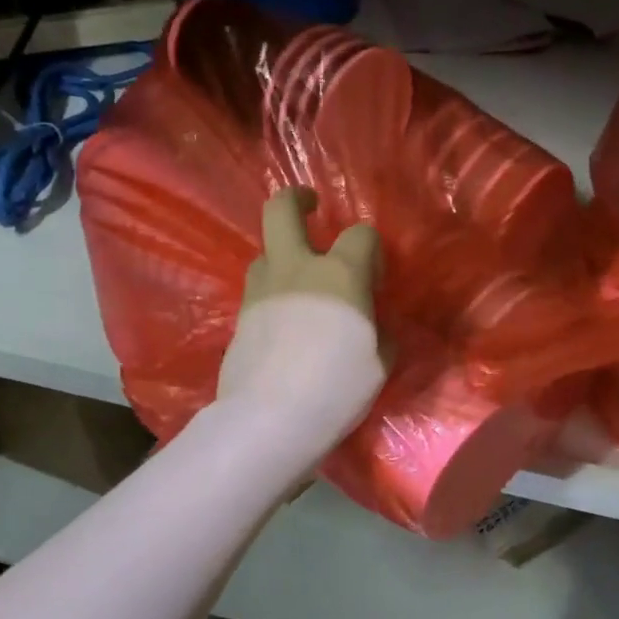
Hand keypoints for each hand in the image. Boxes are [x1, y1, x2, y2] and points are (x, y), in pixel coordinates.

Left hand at [216, 188, 386, 461]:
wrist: (271, 419)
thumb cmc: (338, 387)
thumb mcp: (379, 363)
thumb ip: (378, 333)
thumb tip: (371, 324)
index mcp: (340, 275)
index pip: (361, 235)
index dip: (371, 248)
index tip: (375, 272)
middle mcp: (296, 270)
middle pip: (282, 210)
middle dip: (296, 200)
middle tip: (310, 206)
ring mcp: (261, 291)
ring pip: (265, 253)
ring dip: (283, 257)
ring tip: (298, 282)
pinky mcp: (239, 318)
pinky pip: (257, 290)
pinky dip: (272, 294)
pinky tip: (283, 321)